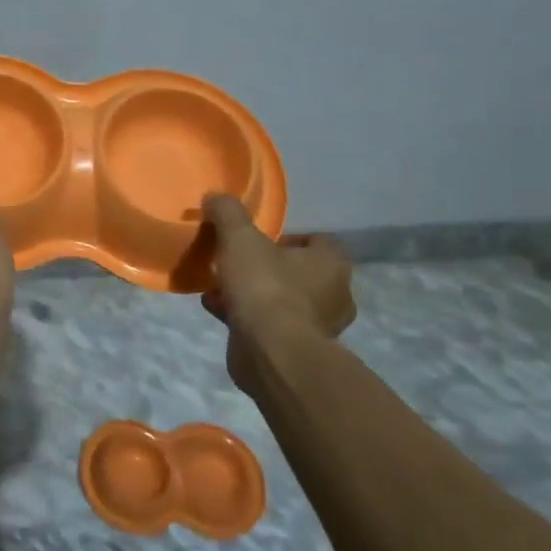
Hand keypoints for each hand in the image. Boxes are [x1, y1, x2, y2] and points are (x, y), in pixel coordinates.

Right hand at [201, 193, 354, 377]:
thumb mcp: (240, 239)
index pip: (320, 240)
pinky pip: (269, 325)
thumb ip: (228, 213)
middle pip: (299, 271)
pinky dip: (246, 316)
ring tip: (221, 286)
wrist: (271, 354)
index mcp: (332, 264)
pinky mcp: (296, 351)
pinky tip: (219, 310)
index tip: (259, 239)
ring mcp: (318, 327)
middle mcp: (334, 295)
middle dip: (268, 267)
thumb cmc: (265, 288)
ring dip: (254, 293)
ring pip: (282, 299)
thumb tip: (216, 196)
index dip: (290, 236)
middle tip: (237, 262)